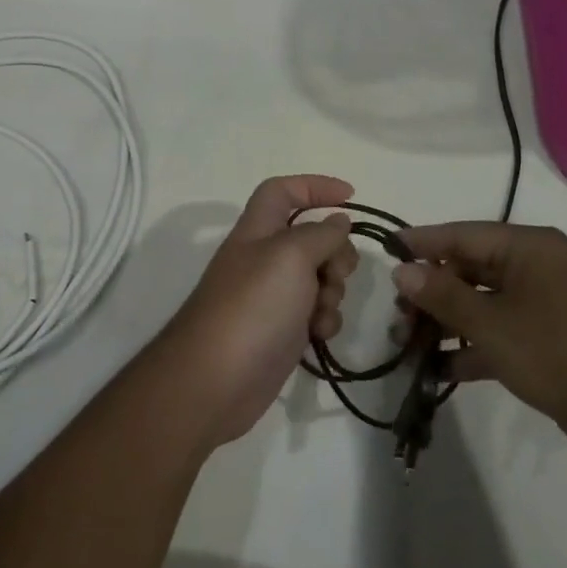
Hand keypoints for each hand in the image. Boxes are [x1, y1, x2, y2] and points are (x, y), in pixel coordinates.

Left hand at [158, 176, 359, 445]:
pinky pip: (315, 314)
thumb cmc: (252, 307)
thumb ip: (320, 234)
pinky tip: (319, 336)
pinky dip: (324, 321)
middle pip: (311, 237)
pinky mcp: (281, 332)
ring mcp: (272, 297)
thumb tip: (338, 221)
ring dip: (332, 291)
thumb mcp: (291, 256)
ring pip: (319, 278)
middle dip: (335, 252)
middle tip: (337, 272)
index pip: (283, 191)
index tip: (352, 196)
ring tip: (321, 311)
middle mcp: (264, 259)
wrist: (215, 381)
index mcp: (258, 230)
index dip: (315, 186)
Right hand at [394, 222, 566, 469]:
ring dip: (446, 323)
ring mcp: (545, 305)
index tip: (386, 249)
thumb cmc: (559, 354)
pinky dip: (472, 347)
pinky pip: (500, 332)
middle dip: (431, 292)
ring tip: (408, 344)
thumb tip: (402, 269)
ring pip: (482, 303)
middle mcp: (537, 268)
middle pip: (470, 269)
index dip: (423, 242)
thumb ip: (443, 295)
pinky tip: (439, 370)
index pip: (463, 234)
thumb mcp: (492, 324)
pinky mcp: (549, 340)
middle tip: (396, 315)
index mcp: (530, 248)